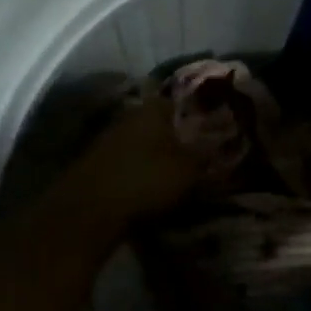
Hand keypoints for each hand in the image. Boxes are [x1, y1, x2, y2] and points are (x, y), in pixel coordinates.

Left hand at [64, 94, 209, 222]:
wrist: (90, 208)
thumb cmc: (147, 179)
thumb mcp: (188, 169)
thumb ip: (205, 154)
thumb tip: (219, 144)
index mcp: (152, 109)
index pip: (177, 102)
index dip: (193, 116)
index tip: (206, 132)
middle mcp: (127, 116)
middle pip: (156, 122)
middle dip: (171, 136)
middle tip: (190, 154)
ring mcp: (107, 138)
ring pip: (138, 141)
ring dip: (151, 154)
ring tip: (169, 173)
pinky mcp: (94, 161)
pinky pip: (123, 160)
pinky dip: (135, 169)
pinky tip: (144, 185)